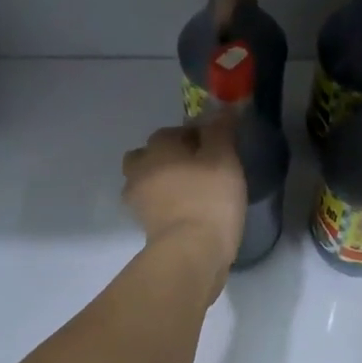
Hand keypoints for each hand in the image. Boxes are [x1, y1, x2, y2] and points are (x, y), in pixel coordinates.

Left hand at [121, 117, 245, 291]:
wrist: (191, 252)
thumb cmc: (210, 199)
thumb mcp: (224, 158)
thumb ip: (221, 130)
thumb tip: (221, 110)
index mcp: (159, 147)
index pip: (175, 131)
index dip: (197, 136)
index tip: (217, 149)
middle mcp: (140, 168)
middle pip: (152, 154)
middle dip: (171, 157)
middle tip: (200, 169)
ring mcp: (137, 198)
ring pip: (148, 180)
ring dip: (163, 180)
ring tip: (191, 192)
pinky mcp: (142, 224)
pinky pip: (153, 205)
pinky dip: (165, 204)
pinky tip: (186, 212)